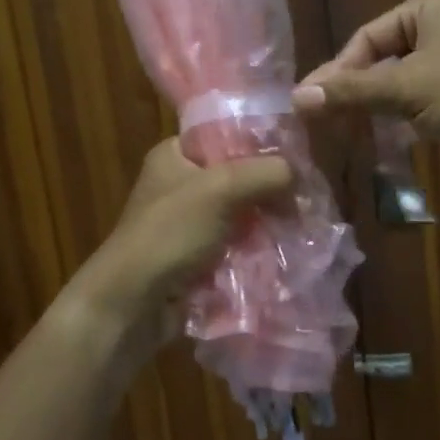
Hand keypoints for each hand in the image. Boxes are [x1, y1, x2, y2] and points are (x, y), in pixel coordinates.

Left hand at [60, 139, 291, 364]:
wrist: (132, 305)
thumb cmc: (170, 233)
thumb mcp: (221, 189)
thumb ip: (265, 173)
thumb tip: (299, 175)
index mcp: (174, 154)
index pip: (226, 134)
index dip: (262, 143)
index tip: (299, 155)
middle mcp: (180, 183)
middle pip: (238, 175)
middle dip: (270, 188)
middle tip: (307, 197)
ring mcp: (188, 222)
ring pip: (241, 212)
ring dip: (267, 220)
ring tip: (304, 224)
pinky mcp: (197, 256)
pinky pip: (237, 243)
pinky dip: (257, 246)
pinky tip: (286, 249)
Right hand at [292, 0, 439, 191]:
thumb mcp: (408, 91)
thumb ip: (352, 92)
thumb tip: (296, 97)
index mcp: (429, 7)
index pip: (367, 38)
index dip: (338, 73)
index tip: (314, 108)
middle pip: (385, 59)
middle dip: (359, 92)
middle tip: (330, 126)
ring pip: (406, 81)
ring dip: (382, 108)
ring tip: (356, 136)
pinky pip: (430, 96)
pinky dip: (410, 116)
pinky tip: (396, 140)